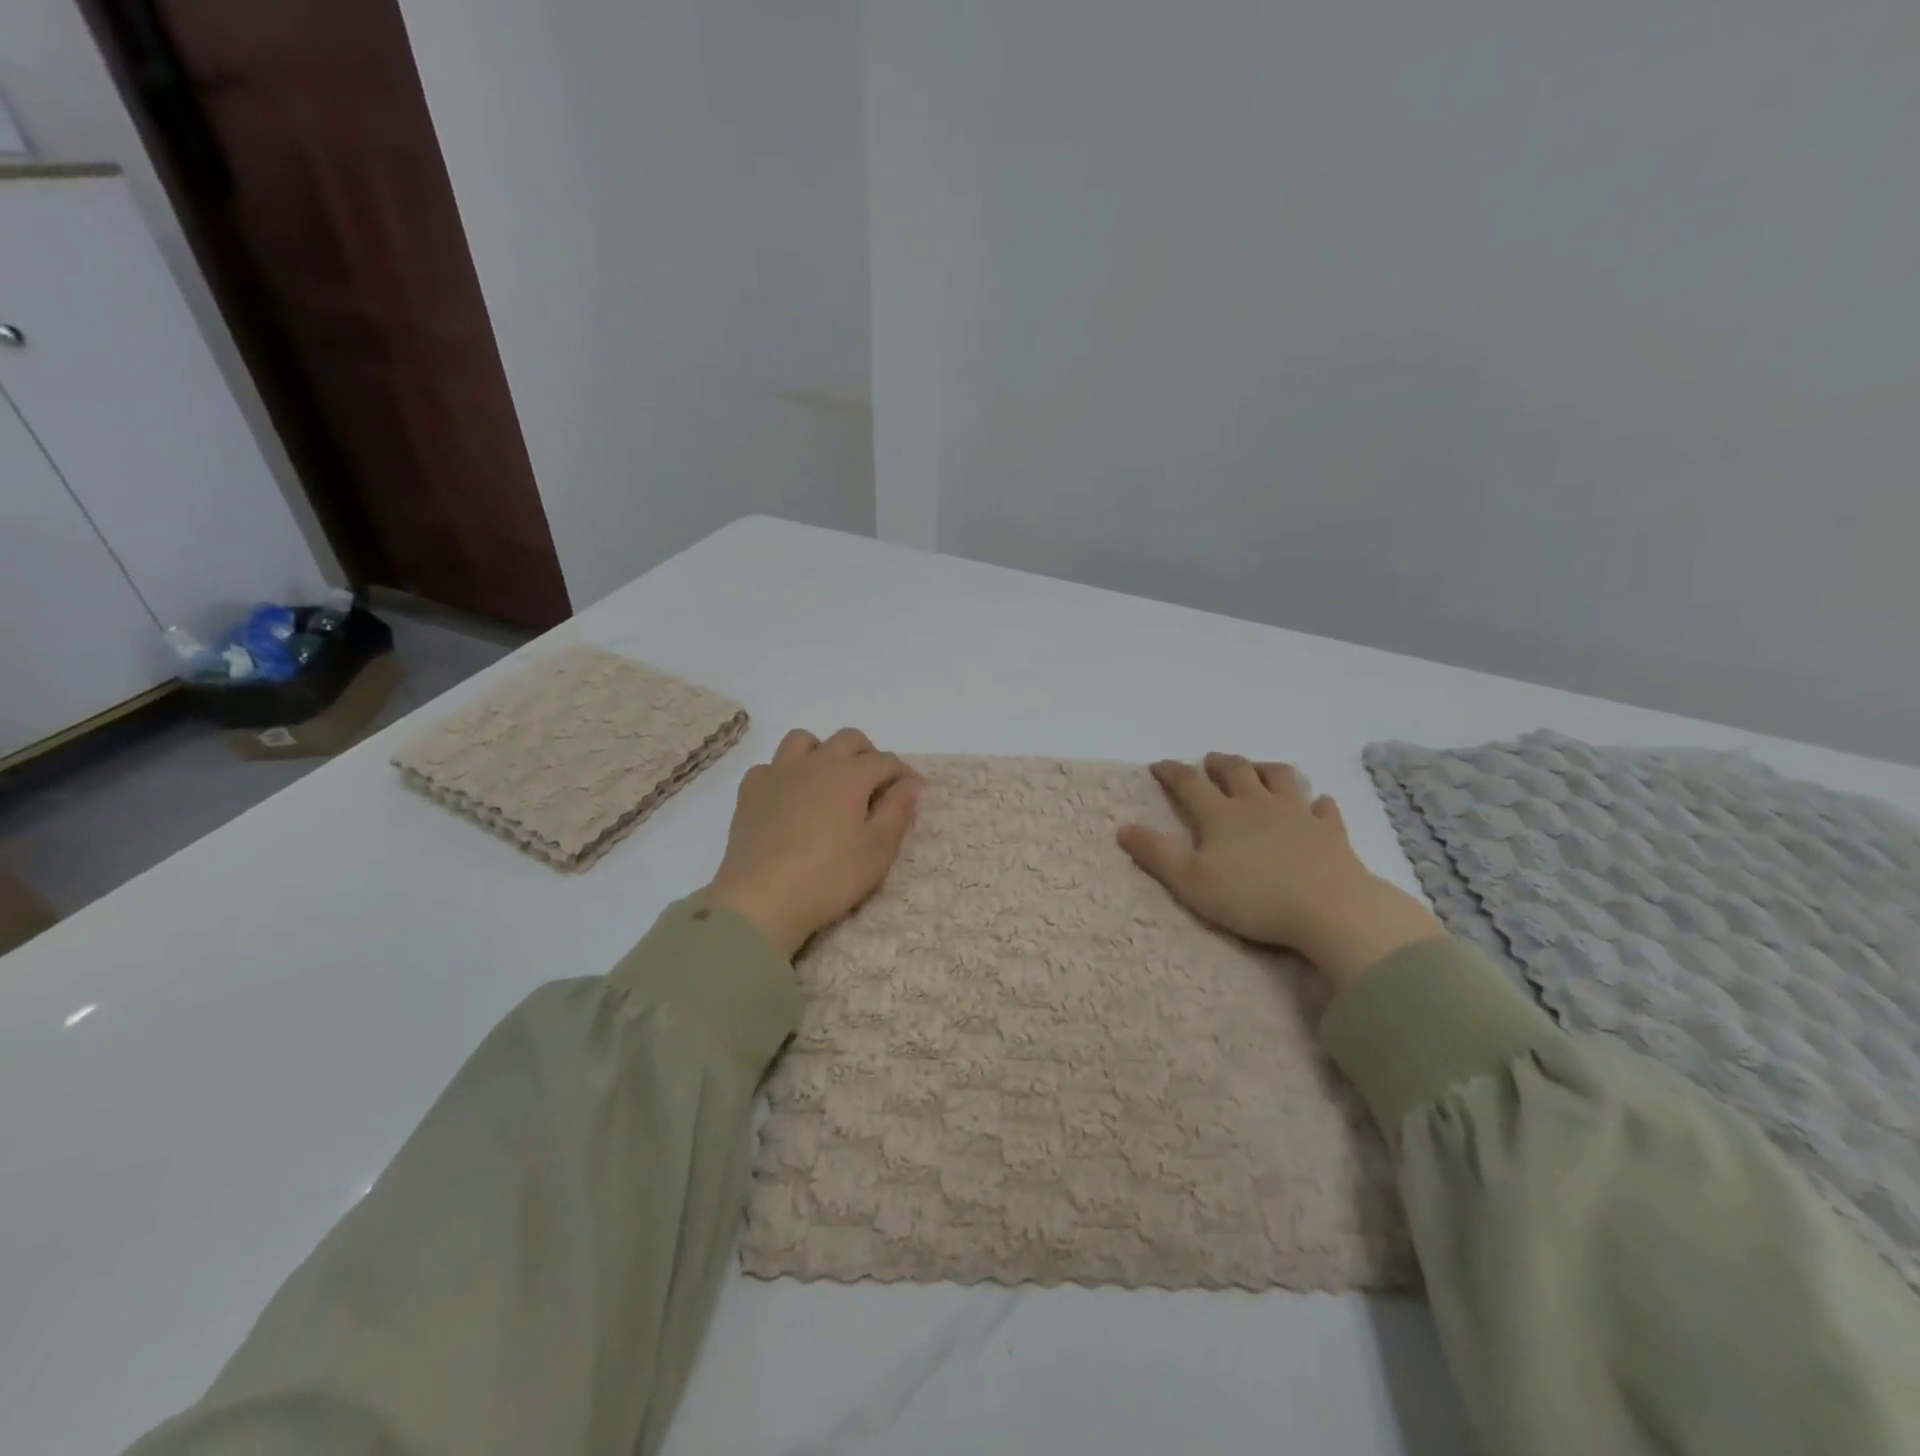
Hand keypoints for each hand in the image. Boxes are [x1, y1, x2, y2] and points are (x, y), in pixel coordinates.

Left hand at [703, 728, 921, 959]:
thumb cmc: (830, 876)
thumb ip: (897, 811)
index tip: (913, 791)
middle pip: (848, 739)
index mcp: (850, 774)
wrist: (761, 899)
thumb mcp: (878, 850)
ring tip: (829, 782)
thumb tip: (909, 784)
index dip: (904, 773)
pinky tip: (788, 799)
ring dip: (823, 752)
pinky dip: (785, 774)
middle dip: (868, 755)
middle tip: (875, 785)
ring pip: (803, 740)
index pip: (886, 761)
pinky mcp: (750, 792)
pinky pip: (770, 766)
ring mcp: (778, 773)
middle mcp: (815, 762)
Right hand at [1117, 754, 1443, 987]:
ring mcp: (1298, 815)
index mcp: (1221, 816)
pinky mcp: (1330, 832)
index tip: (1158, 765)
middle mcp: (1257, 805)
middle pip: (1236, 772)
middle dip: (1219, 764)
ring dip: (1265, 769)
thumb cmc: (1253, 898)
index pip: (1190, 784)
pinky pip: (1323, 808)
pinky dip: (1317, 802)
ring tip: (1258, 769)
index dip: (1171, 772)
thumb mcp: (1192, 882)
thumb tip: (1123, 829)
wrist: (1329, 908)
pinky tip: (1317, 804)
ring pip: (1280, 778)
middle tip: (1209, 761)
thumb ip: (1156, 854)